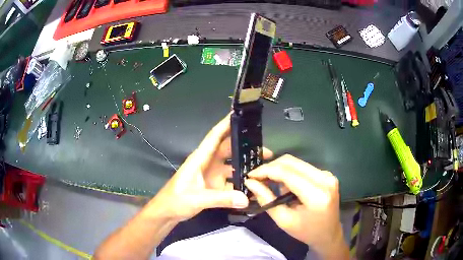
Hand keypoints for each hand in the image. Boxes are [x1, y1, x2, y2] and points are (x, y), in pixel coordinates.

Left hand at [144, 113, 272, 221]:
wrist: (168, 212)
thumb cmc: (176, 200)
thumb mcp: (197, 198)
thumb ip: (221, 199)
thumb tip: (246, 198)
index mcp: (200, 158)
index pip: (214, 136)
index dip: (226, 124)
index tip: (240, 114)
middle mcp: (208, 163)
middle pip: (228, 149)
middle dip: (245, 147)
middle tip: (265, 150)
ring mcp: (212, 175)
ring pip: (231, 165)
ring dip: (245, 165)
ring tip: (262, 167)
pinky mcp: (214, 186)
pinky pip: (231, 181)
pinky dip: (241, 183)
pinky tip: (253, 186)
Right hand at [244, 155, 347, 258]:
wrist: (329, 234)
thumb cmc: (306, 232)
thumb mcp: (283, 220)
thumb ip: (266, 199)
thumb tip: (250, 182)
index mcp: (316, 195)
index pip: (287, 173)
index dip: (266, 170)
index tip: (250, 175)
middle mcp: (325, 179)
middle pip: (292, 162)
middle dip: (271, 167)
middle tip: (256, 177)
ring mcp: (328, 175)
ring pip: (296, 162)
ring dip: (279, 169)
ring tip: (268, 182)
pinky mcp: (326, 174)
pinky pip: (303, 167)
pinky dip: (289, 172)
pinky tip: (283, 184)